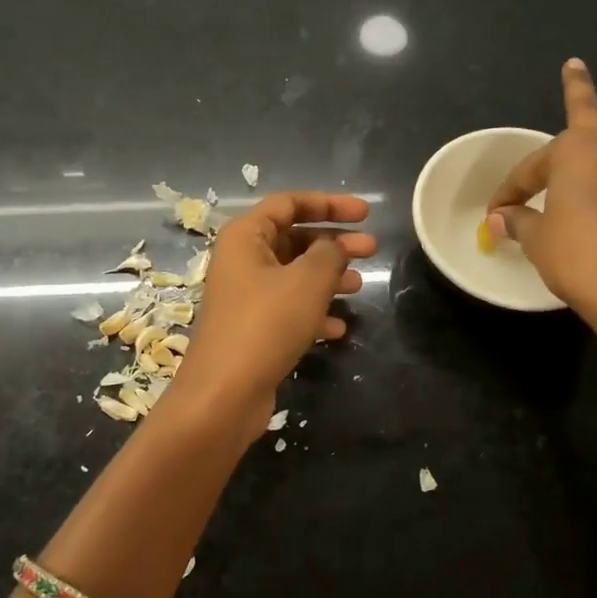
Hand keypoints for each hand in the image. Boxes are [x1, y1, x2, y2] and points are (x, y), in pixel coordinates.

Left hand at [173, 192, 374, 435]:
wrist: (224, 394)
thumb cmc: (266, 324)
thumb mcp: (307, 281)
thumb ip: (329, 254)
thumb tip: (334, 247)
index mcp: (245, 236)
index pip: (289, 203)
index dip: (329, 203)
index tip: (365, 213)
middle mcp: (241, 261)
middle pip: (293, 239)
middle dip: (334, 242)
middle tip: (372, 248)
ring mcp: (245, 297)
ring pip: (294, 275)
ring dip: (328, 277)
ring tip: (361, 286)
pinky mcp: (252, 329)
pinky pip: (288, 309)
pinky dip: (314, 312)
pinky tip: (338, 329)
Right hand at [484, 40, 596, 357]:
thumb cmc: (582, 263)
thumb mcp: (540, 243)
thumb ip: (521, 223)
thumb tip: (500, 219)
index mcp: (573, 154)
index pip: (533, 169)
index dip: (513, 190)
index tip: (498, 212)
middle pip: (590, 111)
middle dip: (579, 88)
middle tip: (575, 66)